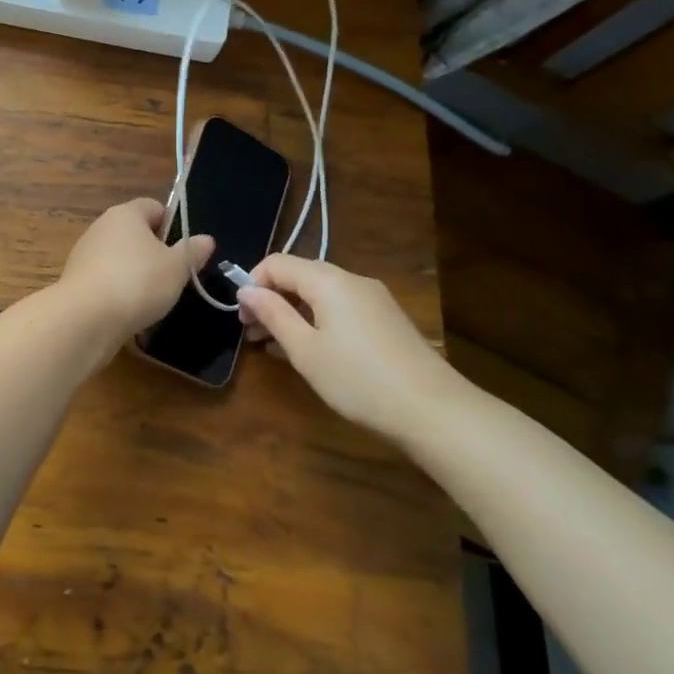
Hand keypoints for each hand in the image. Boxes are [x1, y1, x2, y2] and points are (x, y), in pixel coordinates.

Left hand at [56, 198, 213, 344]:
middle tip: (174, 275)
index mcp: (125, 214)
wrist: (85, 319)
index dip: (172, 224)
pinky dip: (119, 292)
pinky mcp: (76, 282)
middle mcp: (101, 227)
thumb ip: (192, 252)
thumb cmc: (137, 282)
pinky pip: (106, 280)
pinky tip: (130, 312)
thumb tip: (206, 239)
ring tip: (154, 298)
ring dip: (136, 274)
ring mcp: (84, 254)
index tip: (185, 249)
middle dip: (155, 252)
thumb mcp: (177, 268)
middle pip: (135, 233)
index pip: (153, 206)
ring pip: (120, 258)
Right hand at [237, 255, 470, 438]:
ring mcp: (373, 299)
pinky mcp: (385, 319)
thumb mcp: (305, 350)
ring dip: (292, 312)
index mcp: (328, 281)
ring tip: (273, 345)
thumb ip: (273, 315)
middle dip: (271, 299)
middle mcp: (352, 280)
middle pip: (299, 275)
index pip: (277, 263)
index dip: (253, 284)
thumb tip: (246, 290)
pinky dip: (316, 320)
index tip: (241, 317)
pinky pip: (340, 308)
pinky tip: (308, 350)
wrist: (432, 410)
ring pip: (320, 294)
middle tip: (251, 333)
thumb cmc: (357, 379)